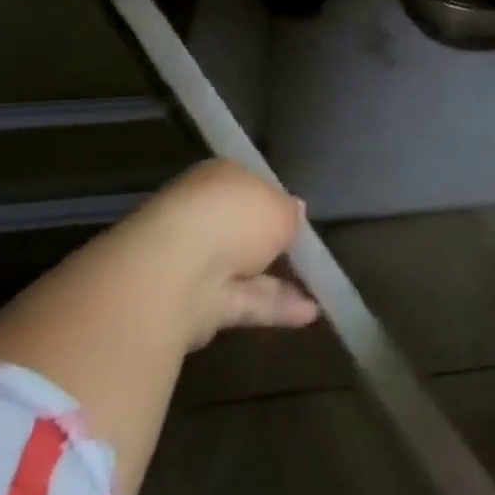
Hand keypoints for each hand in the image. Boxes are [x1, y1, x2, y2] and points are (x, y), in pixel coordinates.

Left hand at [126, 160, 319, 347]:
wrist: (175, 271)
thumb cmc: (234, 218)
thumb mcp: (281, 207)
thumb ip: (290, 213)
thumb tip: (294, 212)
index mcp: (217, 179)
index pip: (247, 187)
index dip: (273, 201)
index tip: (297, 218)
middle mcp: (202, 216)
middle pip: (242, 231)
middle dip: (271, 243)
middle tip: (307, 253)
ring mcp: (193, 262)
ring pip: (243, 270)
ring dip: (280, 282)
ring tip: (319, 290)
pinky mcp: (193, 304)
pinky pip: (242, 302)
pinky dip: (273, 308)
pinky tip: (308, 315)